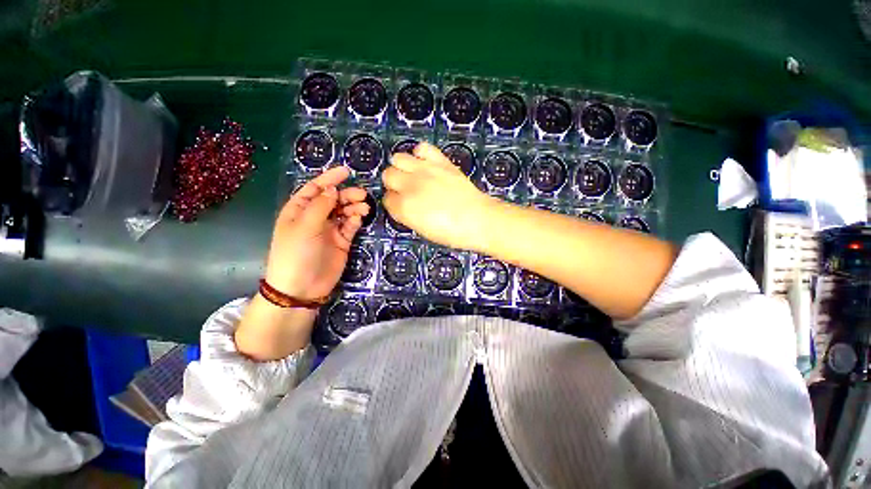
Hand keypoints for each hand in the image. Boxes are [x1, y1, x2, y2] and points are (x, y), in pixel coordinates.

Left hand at [264, 167, 369, 299]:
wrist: (302, 287)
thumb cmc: (296, 253)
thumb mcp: (305, 226)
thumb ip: (320, 205)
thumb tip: (333, 188)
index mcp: (299, 210)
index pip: (315, 188)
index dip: (330, 179)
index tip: (346, 171)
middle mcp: (315, 217)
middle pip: (333, 199)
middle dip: (347, 194)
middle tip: (362, 195)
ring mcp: (329, 229)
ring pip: (344, 211)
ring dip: (354, 207)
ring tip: (365, 207)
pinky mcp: (342, 241)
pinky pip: (350, 225)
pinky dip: (356, 219)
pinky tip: (361, 217)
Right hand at [382, 142, 495, 250]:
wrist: (478, 219)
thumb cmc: (452, 232)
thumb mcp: (423, 230)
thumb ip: (408, 215)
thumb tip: (403, 205)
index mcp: (404, 208)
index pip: (387, 199)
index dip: (394, 203)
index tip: (402, 205)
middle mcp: (410, 186)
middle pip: (388, 175)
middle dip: (394, 184)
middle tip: (406, 191)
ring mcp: (425, 170)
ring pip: (398, 158)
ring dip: (402, 167)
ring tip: (413, 175)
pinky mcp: (440, 161)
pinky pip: (422, 147)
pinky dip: (420, 154)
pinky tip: (426, 164)